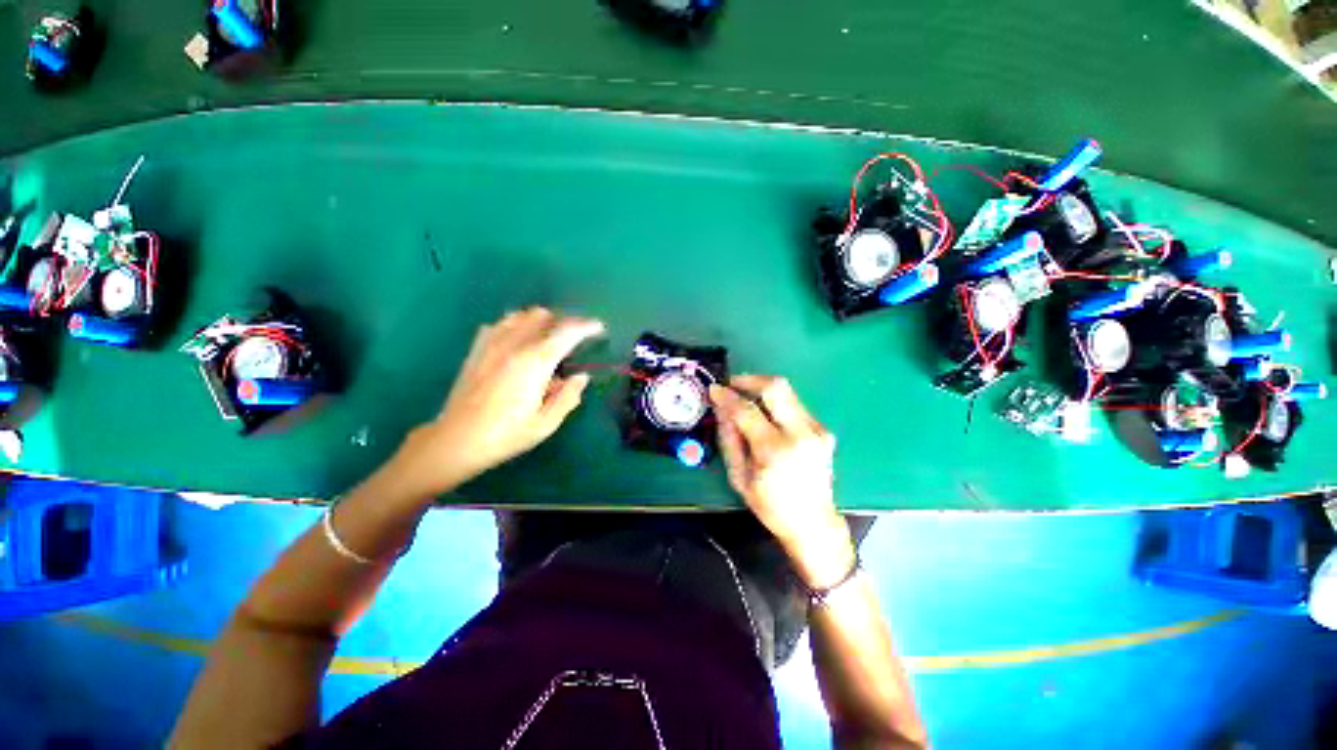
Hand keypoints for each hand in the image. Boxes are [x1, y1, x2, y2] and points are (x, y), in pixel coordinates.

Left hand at [396, 308, 604, 494]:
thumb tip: (581, 377)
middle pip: (544, 316)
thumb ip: (568, 396)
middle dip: (564, 322)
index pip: (567, 332)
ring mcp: (492, 343)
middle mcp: (514, 345)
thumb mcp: (546, 423)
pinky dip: (518, 325)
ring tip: (549, 338)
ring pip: (522, 315)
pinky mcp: (477, 348)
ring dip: (541, 321)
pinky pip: (501, 323)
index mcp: (535, 362)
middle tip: (575, 338)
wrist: (456, 440)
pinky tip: (520, 342)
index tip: (598, 328)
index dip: (586, 326)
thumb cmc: (505, 435)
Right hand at [709, 376, 856, 589]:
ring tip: (745, 399)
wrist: (814, 523)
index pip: (747, 410)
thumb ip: (729, 438)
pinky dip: (776, 404)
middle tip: (732, 384)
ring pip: (787, 392)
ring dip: (762, 390)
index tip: (715, 389)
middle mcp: (801, 434)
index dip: (727, 397)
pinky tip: (766, 416)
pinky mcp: (823, 430)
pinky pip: (795, 405)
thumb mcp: (739, 477)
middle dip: (750, 379)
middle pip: (776, 387)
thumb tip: (721, 408)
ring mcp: (817, 430)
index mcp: (776, 451)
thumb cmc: (771, 506)